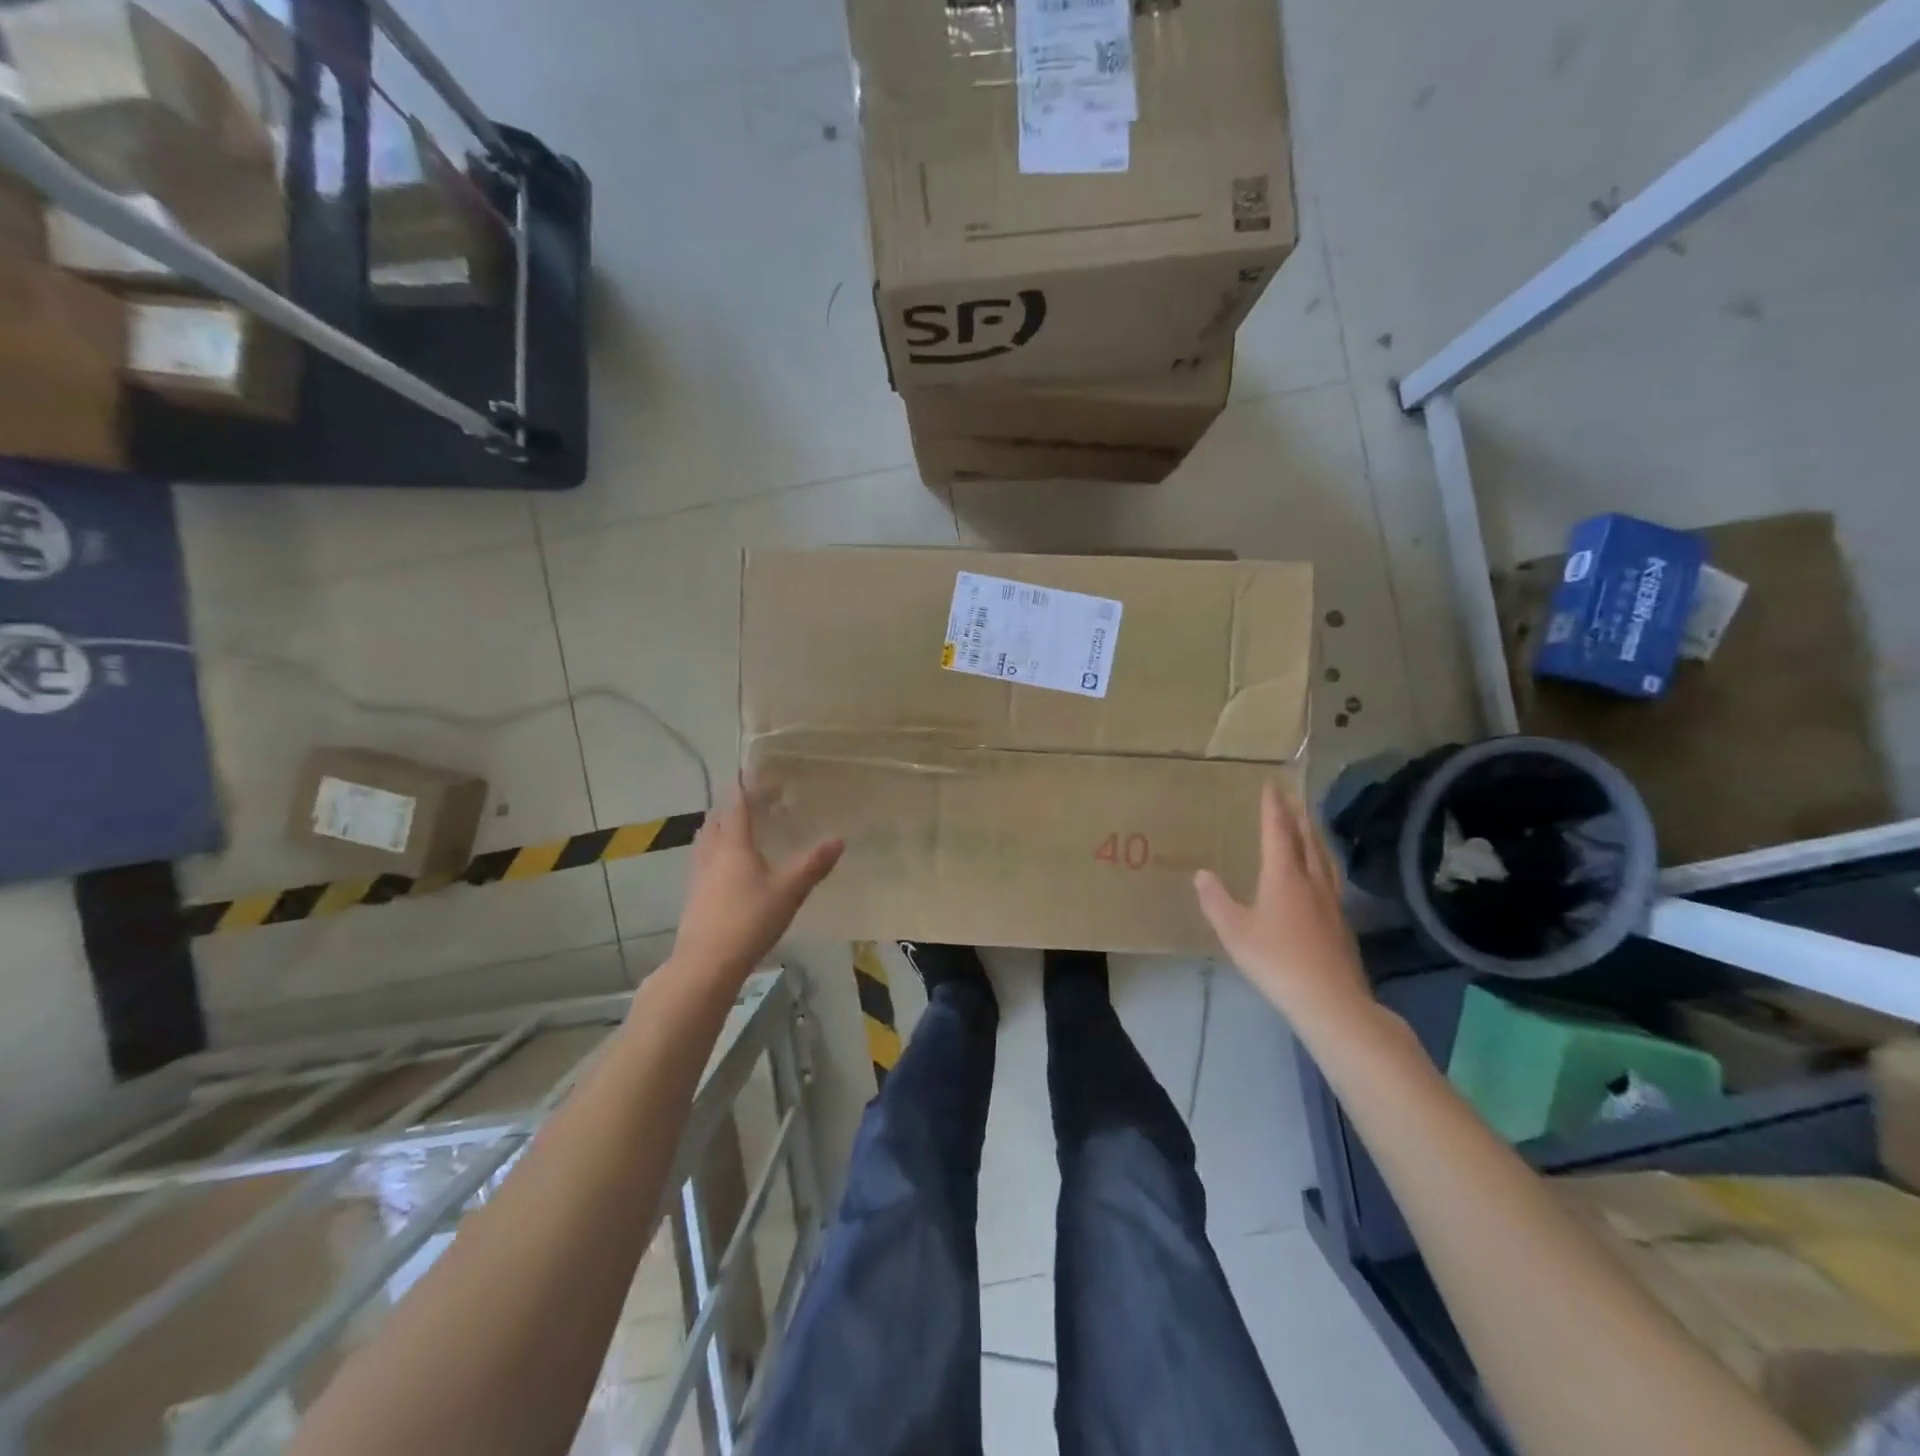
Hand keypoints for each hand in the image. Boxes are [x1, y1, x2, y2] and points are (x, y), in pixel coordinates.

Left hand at [671, 785, 843, 984]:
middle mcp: (712, 853)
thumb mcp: (789, 892)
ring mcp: (698, 874)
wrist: (706, 963)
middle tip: (754, 800)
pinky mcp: (694, 895)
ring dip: (720, 826)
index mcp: (733, 844)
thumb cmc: (749, 920)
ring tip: (738, 826)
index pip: (737, 805)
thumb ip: (813, 865)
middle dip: (733, 804)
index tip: (757, 773)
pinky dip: (715, 849)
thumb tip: (839, 839)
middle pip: (717, 818)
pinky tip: (726, 865)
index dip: (747, 787)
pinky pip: (703, 859)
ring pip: (706, 838)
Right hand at [1195, 781, 1372, 1031]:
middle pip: (1307, 839)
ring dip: (1314, 836)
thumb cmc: (1276, 960)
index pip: (1277, 832)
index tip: (1272, 785)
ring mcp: (1331, 901)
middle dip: (1297, 815)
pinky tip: (1320, 873)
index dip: (1273, 808)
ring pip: (1323, 857)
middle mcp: (1311, 880)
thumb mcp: (1234, 931)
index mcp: (1283, 876)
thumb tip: (1202, 873)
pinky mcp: (1341, 921)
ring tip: (1308, 825)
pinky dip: (1322, 861)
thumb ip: (1216, 900)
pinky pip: (1330, 876)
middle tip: (1292, 797)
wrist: (1330, 999)